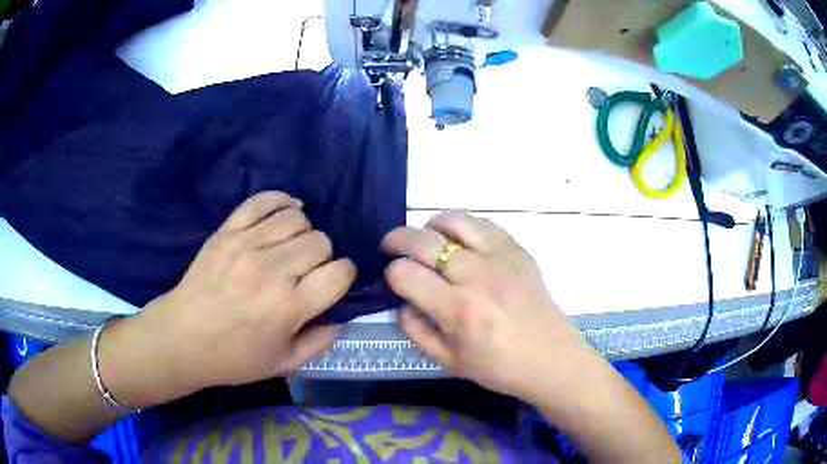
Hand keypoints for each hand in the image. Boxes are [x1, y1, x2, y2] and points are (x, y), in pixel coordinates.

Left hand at [103, 191, 354, 406]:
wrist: (182, 338)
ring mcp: (246, 245)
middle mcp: (271, 271)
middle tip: (306, 272)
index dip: (344, 276)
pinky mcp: (227, 231)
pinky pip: (262, 200)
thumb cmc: (234, 357)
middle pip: (320, 241)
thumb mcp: (283, 363)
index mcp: (288, 307)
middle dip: (322, 257)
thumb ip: (320, 342)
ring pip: (296, 218)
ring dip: (302, 232)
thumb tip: (342, 318)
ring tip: (290, 248)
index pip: (339, 272)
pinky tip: (285, 212)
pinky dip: (281, 201)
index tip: (332, 283)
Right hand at [382, 211, 595, 403]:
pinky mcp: (518, 250)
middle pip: (423, 240)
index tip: (394, 280)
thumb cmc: (498, 367)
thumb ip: (415, 329)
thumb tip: (401, 300)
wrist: (551, 359)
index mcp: (458, 310)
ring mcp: (501, 258)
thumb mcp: (447, 361)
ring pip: (454, 221)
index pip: (405, 274)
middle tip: (390, 247)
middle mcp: (477, 276)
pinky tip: (459, 240)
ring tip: (426, 239)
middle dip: (396, 240)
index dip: (391, 274)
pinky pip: (484, 224)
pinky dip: (462, 226)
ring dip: (430, 226)